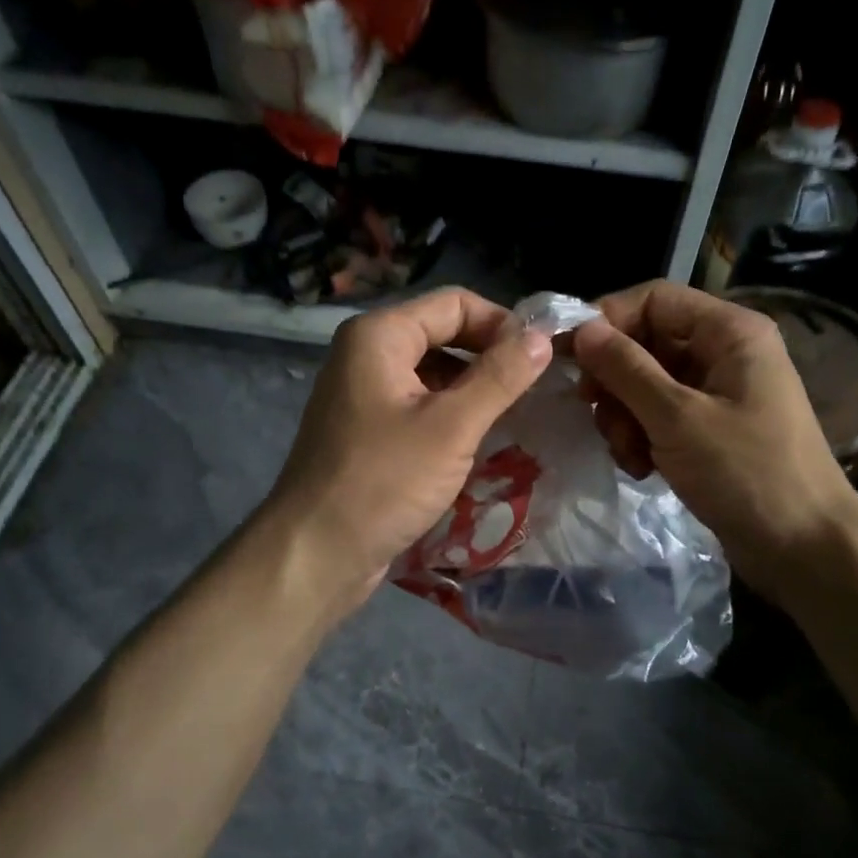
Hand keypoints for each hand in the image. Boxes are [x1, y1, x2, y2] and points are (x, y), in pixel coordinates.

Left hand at [265, 287, 552, 599]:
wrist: (315, 554)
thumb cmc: (383, 482)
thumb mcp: (451, 427)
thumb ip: (500, 377)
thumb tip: (542, 337)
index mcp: (379, 335)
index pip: (454, 303)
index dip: (501, 323)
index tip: (542, 357)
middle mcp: (367, 353)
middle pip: (442, 333)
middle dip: (489, 356)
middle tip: (535, 386)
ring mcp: (364, 392)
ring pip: (433, 372)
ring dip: (474, 387)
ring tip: (516, 413)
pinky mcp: (369, 429)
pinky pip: (420, 404)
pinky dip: (452, 413)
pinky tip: (481, 439)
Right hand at [572, 280, 857, 601]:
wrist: (804, 549)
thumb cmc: (746, 473)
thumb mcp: (677, 417)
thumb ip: (626, 369)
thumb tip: (582, 329)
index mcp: (729, 332)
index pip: (653, 299)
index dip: (607, 320)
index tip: (568, 355)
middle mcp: (723, 352)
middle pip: (646, 343)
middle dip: (616, 382)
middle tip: (596, 414)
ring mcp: (717, 392)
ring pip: (646, 384)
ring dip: (625, 417)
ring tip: (629, 454)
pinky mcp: (709, 429)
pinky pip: (659, 416)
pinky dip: (643, 437)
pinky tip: (642, 469)